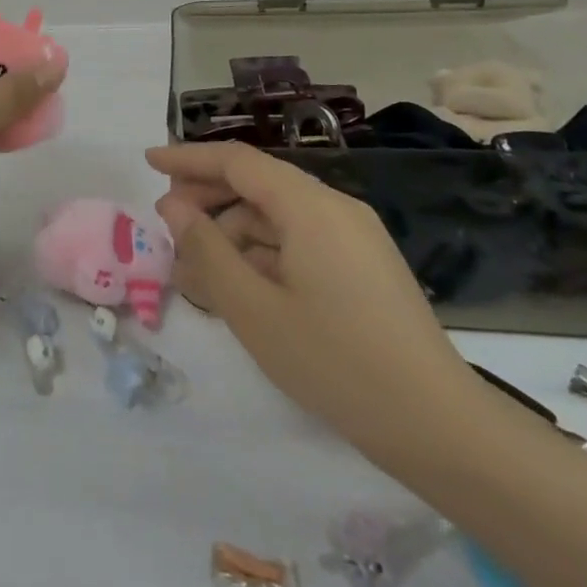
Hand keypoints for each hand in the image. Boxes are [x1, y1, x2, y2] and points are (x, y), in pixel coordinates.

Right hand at [147, 141, 481, 463]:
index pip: (237, 161)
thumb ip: (206, 250)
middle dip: (207, 198)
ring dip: (231, 233)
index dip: (188, 158)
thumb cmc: (336, 363)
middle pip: (257, 185)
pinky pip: (299, 242)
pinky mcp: (362, 267)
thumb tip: (173, 206)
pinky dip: (261, 254)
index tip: (148, 161)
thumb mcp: (254, 310)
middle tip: (165, 224)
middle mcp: (335, 209)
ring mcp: (354, 238)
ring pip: (276, 217)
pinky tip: (237, 286)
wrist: (439, 428)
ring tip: (195, 270)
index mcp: (311, 207)